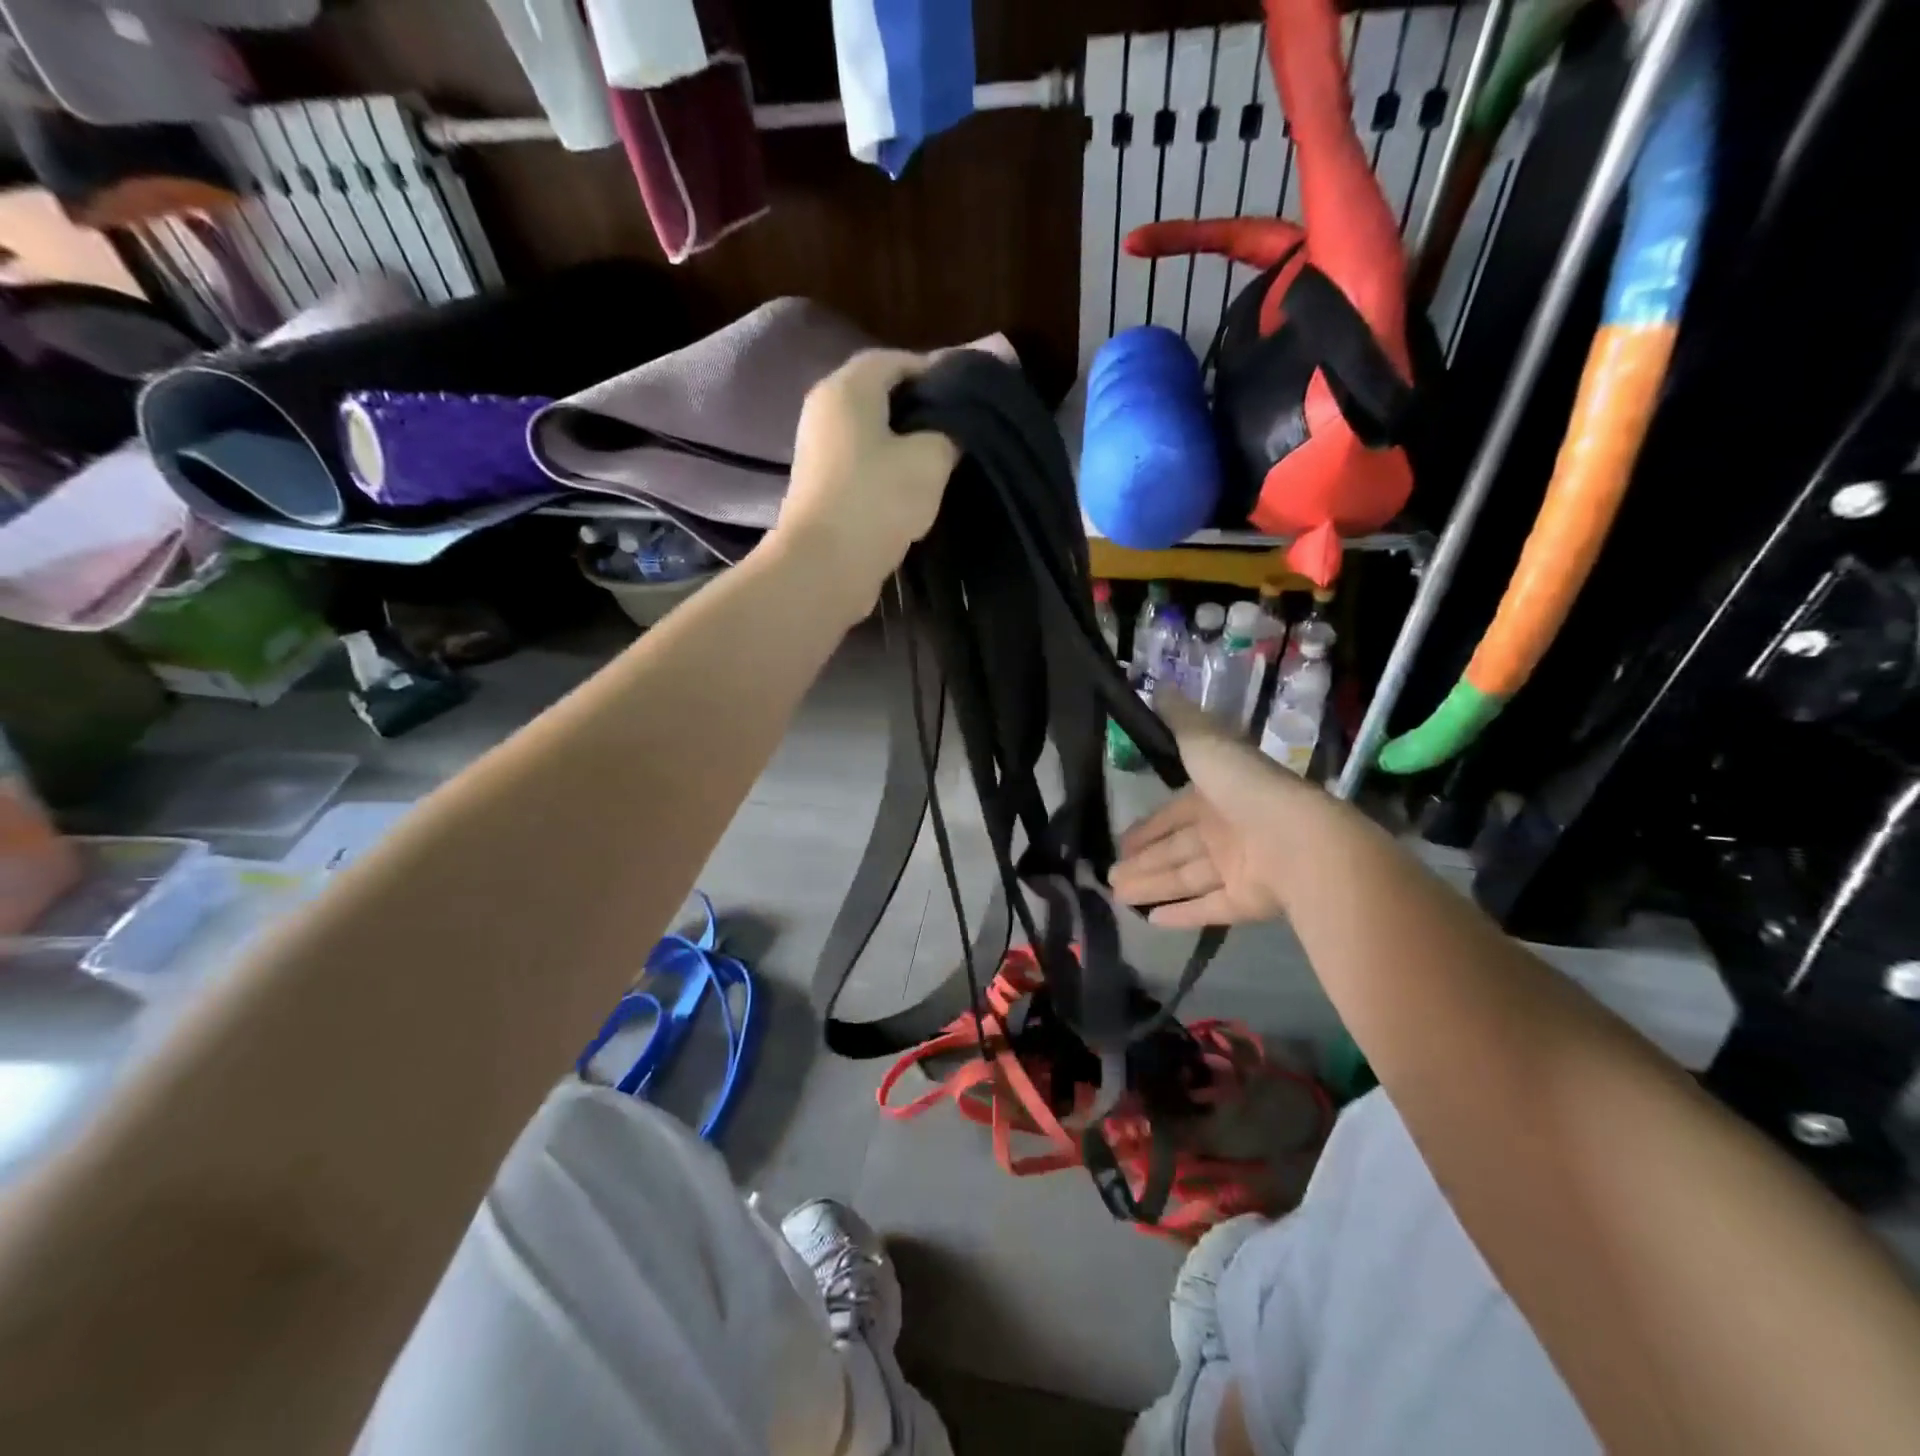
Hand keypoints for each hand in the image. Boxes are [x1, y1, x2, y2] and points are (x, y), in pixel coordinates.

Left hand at [775, 349, 958, 617]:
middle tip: (958, 427)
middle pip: (880, 396)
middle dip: (920, 408)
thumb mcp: (930, 460)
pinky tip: (914, 489)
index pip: (895, 360)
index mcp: (847, 389)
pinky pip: (863, 466)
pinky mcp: (822, 489)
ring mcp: (819, 452)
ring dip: (905, 444)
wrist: (825, 566)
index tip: (967, 394)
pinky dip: (888, 470)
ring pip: (872, 434)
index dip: (934, 371)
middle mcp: (825, 411)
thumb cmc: (877, 499)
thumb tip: (951, 432)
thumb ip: (948, 434)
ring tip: (942, 460)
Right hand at [1110, 694, 1320, 928]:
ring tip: (1117, 898)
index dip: (1147, 827)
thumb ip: (1181, 720)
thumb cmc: (1245, 788)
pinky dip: (1182, 914)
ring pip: (1185, 879)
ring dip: (1152, 887)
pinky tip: (1152, 922)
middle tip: (1109, 877)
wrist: (1298, 838)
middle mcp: (1226, 831)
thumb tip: (1159, 687)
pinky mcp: (1247, 901)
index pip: (1173, 814)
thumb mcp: (1206, 743)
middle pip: (1175, 850)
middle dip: (1143, 862)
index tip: (1121, 841)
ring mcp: (1238, 867)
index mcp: (1216, 796)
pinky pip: (1208, 908)